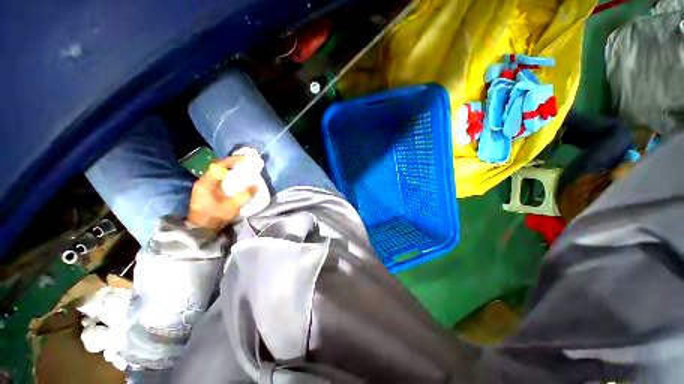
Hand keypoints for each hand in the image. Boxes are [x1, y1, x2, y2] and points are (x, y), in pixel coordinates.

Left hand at [187, 156, 256, 231]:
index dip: (233, 160)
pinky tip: (235, 180)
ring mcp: (203, 186)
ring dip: (230, 169)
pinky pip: (218, 179)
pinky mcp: (206, 191)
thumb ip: (244, 195)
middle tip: (246, 163)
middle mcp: (203, 181)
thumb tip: (255, 185)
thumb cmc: (214, 217)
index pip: (220, 165)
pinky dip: (227, 176)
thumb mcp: (232, 207)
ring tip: (242, 170)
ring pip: (218, 172)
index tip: (246, 159)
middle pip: (218, 167)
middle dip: (232, 163)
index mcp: (206, 182)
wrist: (199, 231)